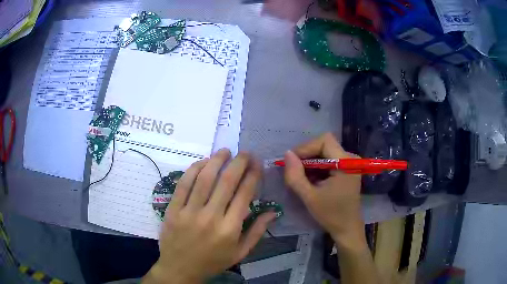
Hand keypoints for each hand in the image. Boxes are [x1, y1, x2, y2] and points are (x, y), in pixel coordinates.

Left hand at [144, 149, 275, 283]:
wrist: (180, 269)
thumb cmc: (212, 262)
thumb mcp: (240, 253)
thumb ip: (257, 232)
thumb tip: (272, 212)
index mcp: (230, 229)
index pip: (245, 194)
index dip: (253, 175)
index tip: (257, 164)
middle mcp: (210, 217)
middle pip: (226, 182)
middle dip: (239, 162)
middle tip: (245, 153)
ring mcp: (189, 212)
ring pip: (204, 178)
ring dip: (216, 160)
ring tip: (225, 151)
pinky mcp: (173, 209)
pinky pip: (183, 184)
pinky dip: (193, 169)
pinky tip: (202, 162)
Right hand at [284, 133, 364, 247]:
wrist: (347, 229)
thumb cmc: (331, 215)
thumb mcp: (309, 197)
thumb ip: (295, 176)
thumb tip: (287, 154)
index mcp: (346, 163)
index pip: (324, 140)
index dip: (306, 147)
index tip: (292, 162)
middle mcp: (350, 158)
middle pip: (324, 145)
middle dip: (306, 156)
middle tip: (293, 171)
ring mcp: (349, 164)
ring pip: (325, 152)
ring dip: (310, 163)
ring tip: (301, 178)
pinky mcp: (347, 170)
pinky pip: (328, 161)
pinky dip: (317, 168)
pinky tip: (311, 181)